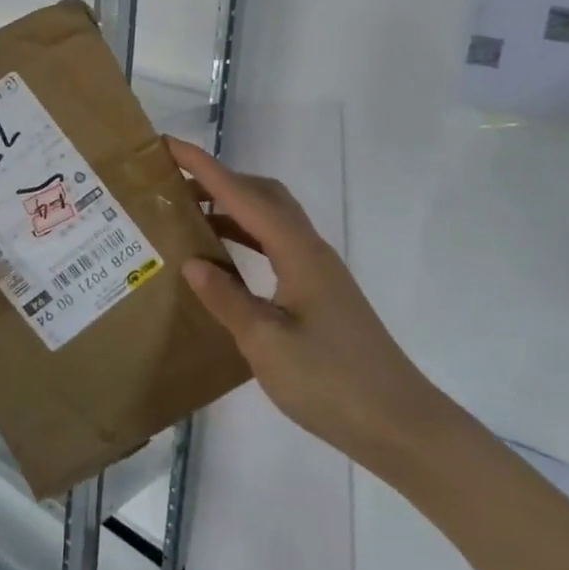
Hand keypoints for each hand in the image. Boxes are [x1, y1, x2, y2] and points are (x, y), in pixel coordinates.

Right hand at [166, 136, 449, 477]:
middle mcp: (310, 251)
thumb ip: (227, 299)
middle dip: (219, 181)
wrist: (399, 424)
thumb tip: (191, 262)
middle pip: (264, 196)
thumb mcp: (267, 343)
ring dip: (232, 210)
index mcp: (298, 253)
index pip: (244, 197)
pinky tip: (223, 263)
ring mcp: (318, 272)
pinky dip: (245, 240)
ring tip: (188, 218)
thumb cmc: (331, 382)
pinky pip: (275, 247)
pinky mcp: (319, 293)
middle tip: (175, 185)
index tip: (169, 145)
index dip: (205, 168)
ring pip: (271, 221)